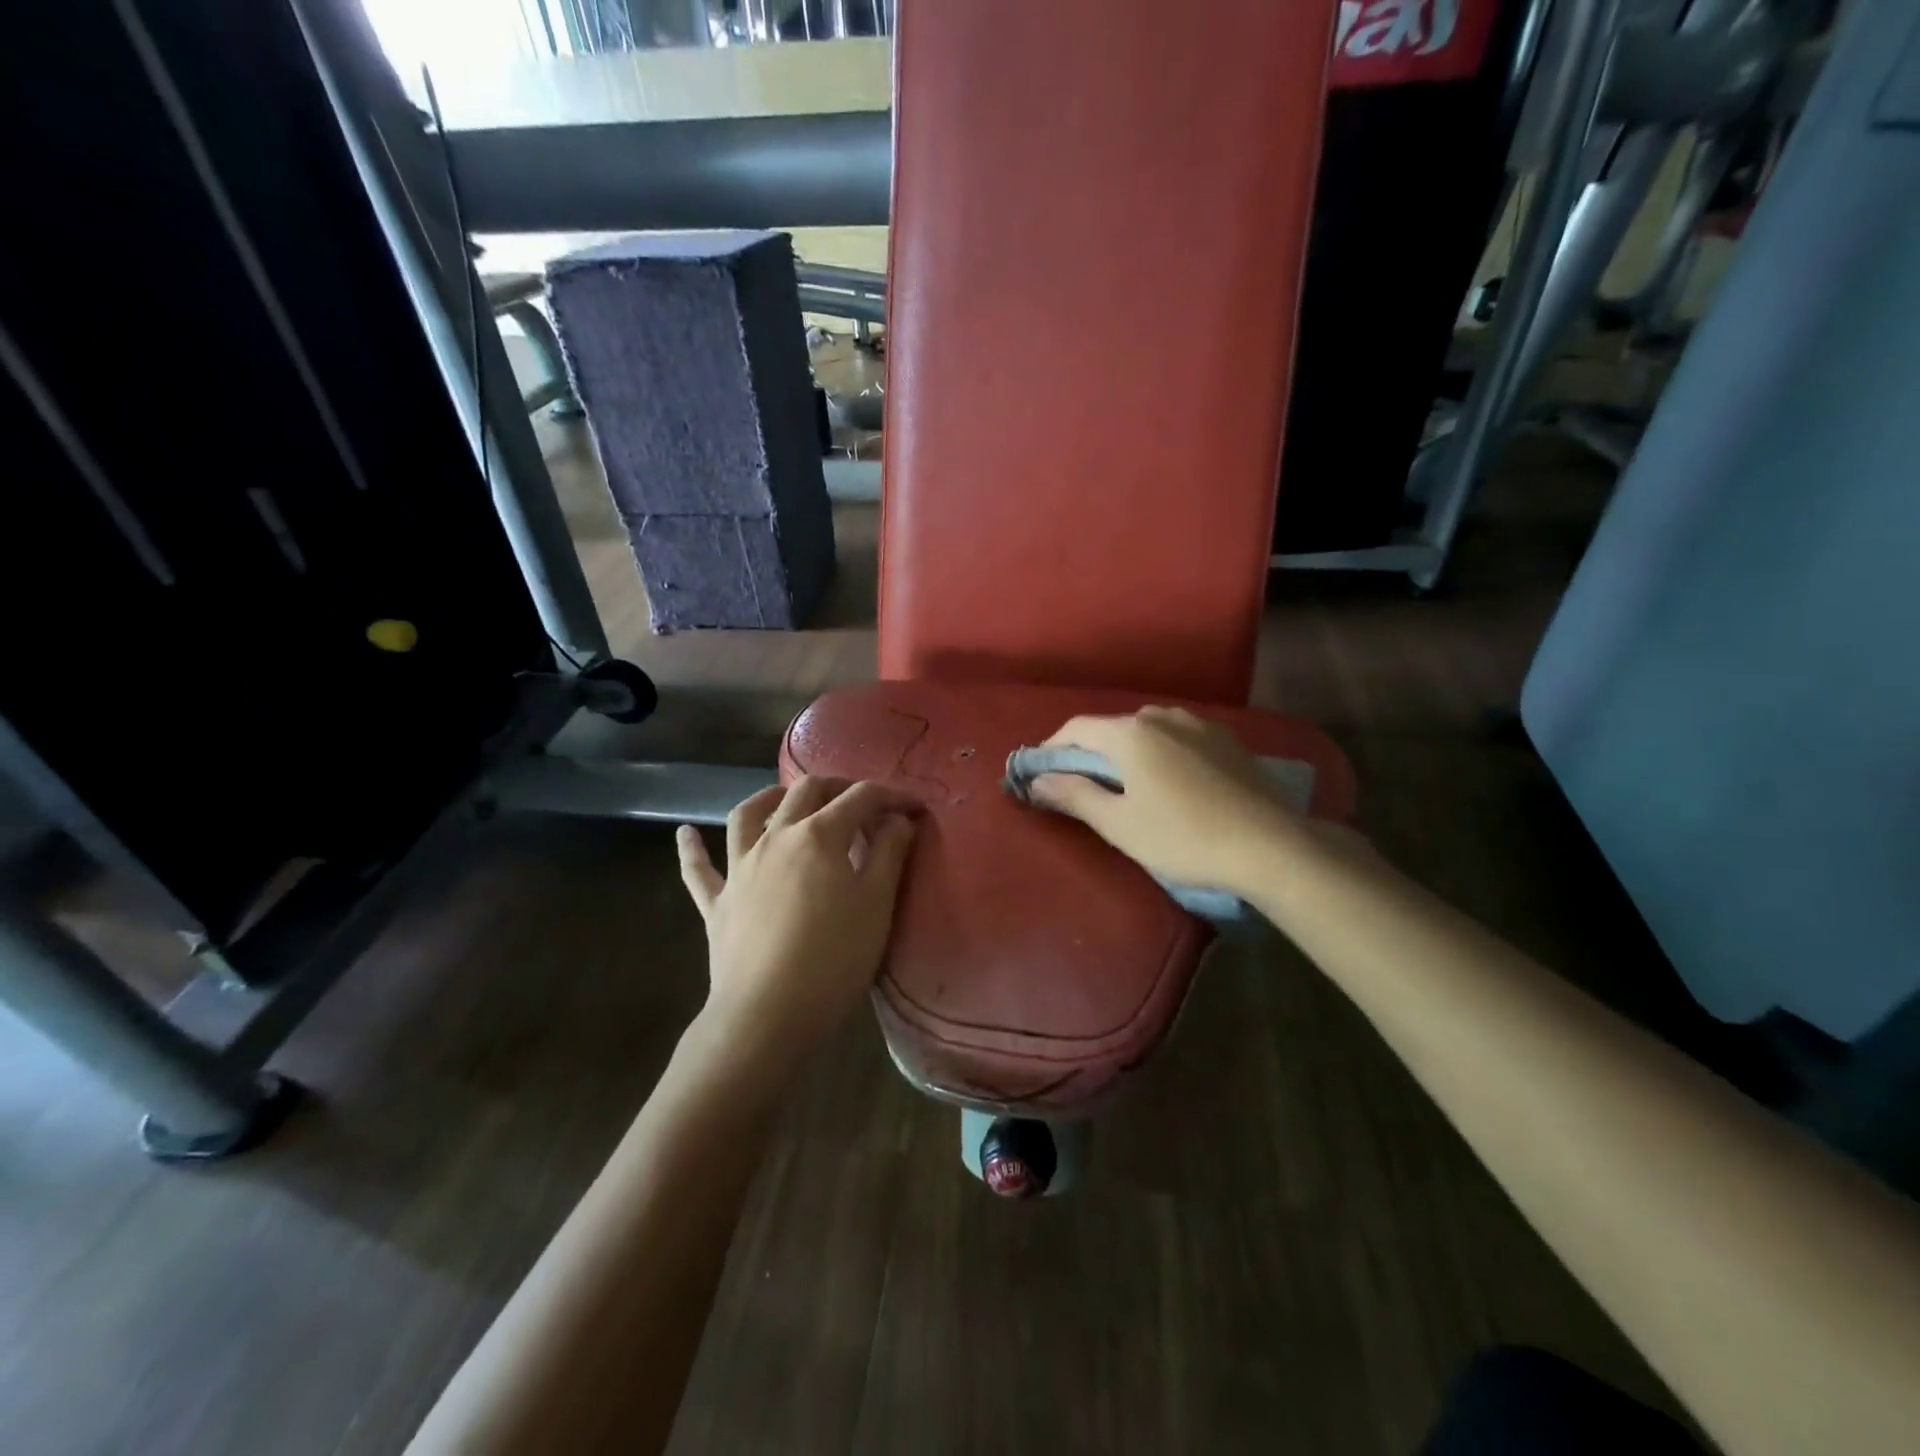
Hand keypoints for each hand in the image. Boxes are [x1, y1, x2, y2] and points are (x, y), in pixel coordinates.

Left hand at [676, 777, 919, 1072]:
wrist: (767, 1014)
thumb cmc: (833, 959)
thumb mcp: (876, 904)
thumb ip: (889, 853)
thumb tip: (896, 818)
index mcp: (820, 835)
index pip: (862, 799)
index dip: (892, 796)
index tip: (916, 808)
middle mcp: (776, 838)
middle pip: (805, 792)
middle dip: (837, 787)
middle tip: (862, 802)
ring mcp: (740, 868)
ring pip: (748, 815)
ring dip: (769, 798)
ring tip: (784, 798)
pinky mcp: (717, 902)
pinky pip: (698, 869)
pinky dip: (692, 848)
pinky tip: (684, 833)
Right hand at [1028, 706, 1308, 895]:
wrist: (1271, 845)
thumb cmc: (1183, 837)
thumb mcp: (1119, 824)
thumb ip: (1075, 796)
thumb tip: (1038, 781)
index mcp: (1131, 733)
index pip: (1077, 729)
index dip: (1052, 748)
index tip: (1040, 774)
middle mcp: (1162, 716)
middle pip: (1112, 728)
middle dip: (1090, 752)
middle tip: (1081, 784)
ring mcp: (1199, 724)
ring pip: (1147, 730)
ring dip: (1127, 751)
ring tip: (1126, 783)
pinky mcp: (1226, 740)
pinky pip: (1178, 738)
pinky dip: (1160, 753)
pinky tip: (1169, 781)